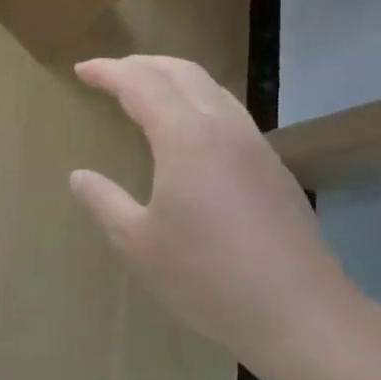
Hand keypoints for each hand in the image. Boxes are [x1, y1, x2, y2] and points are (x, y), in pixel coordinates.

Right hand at [70, 55, 357, 373]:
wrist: (301, 315)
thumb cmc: (208, 277)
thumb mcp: (138, 244)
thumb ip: (104, 202)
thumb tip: (79, 176)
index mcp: (185, 137)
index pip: (139, 84)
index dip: (107, 72)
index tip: (81, 70)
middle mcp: (222, 127)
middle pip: (181, 72)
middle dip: (141, 64)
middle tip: (110, 72)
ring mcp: (255, 145)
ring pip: (211, 88)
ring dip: (173, 78)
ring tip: (147, 91)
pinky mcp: (273, 168)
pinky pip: (229, 112)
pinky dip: (198, 101)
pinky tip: (189, 132)